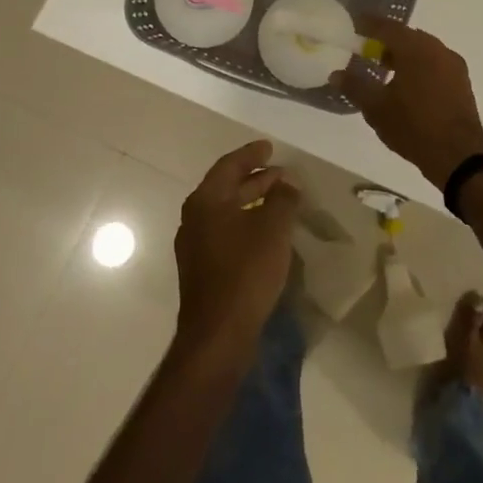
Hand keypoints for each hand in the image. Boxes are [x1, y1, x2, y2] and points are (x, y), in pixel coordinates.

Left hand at [172, 140, 299, 361]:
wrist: (218, 335)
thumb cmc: (245, 272)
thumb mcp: (273, 228)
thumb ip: (282, 199)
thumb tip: (288, 182)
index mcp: (205, 201)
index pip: (229, 165)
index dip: (251, 154)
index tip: (269, 147)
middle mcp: (194, 218)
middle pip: (226, 187)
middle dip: (255, 178)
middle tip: (282, 173)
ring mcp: (195, 246)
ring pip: (227, 211)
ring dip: (252, 201)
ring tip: (280, 199)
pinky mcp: (203, 269)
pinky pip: (226, 232)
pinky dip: (246, 222)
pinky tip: (266, 231)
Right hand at [332, 19, 482, 189]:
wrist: (458, 155)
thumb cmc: (413, 126)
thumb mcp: (376, 108)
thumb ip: (355, 86)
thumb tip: (336, 73)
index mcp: (414, 48)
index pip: (386, 27)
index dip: (368, 24)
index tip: (354, 25)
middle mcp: (436, 48)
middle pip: (407, 36)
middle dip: (386, 41)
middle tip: (367, 51)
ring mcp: (453, 64)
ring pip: (423, 50)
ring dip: (404, 55)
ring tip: (385, 71)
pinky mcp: (462, 81)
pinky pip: (435, 63)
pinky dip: (419, 66)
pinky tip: (409, 85)